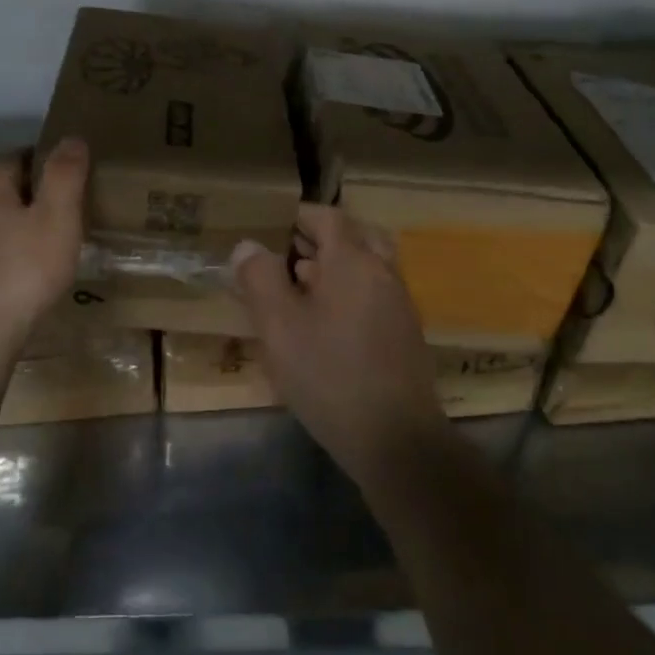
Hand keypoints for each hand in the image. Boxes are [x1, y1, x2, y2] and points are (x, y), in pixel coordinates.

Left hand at [0, 139, 87, 352]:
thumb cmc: (21, 273)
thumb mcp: (57, 220)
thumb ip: (64, 176)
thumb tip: (71, 138)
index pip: (14, 158)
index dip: (41, 160)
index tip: (66, 173)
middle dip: (26, 196)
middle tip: (59, 212)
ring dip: (8, 228)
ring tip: (38, 247)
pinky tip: (12, 279)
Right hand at [232, 203, 448, 489]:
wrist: (395, 438)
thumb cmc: (329, 374)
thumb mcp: (279, 326)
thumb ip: (260, 278)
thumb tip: (248, 245)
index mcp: (354, 261)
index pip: (328, 217)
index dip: (298, 216)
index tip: (269, 225)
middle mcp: (383, 273)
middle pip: (355, 237)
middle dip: (320, 239)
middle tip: (287, 254)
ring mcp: (400, 305)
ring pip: (367, 267)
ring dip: (335, 268)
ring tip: (298, 288)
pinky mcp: (405, 335)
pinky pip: (374, 295)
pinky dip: (349, 293)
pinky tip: (324, 325)